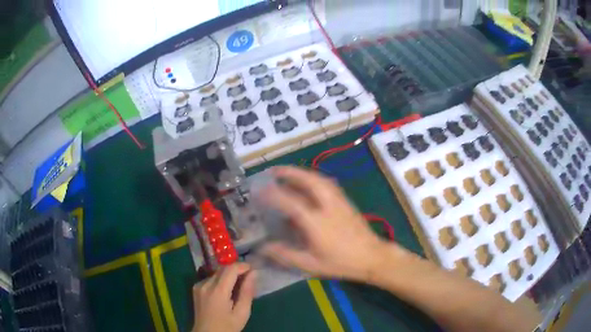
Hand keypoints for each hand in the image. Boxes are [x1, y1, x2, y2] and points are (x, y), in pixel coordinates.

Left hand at [192, 263, 255, 331]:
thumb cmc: (227, 327)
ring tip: (238, 286)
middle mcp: (206, 284)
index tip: (253, 270)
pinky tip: (226, 291)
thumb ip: (247, 292)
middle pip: (223, 268)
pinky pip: (210, 278)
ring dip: (228, 275)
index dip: (243, 266)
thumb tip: (253, 273)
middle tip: (248, 278)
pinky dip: (220, 280)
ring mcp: (199, 285)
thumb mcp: (242, 313)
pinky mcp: (196, 288)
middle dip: (236, 270)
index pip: (231, 269)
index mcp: (218, 291)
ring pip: (216, 272)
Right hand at [260, 166, 406, 281]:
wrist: (372, 257)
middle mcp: (328, 206)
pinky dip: (315, 178)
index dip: (274, 194)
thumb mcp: (311, 264)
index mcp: (317, 222)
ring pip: (320, 179)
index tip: (260, 190)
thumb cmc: (341, 263)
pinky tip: (310, 182)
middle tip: (275, 170)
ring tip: (289, 173)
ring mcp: (339, 201)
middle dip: (291, 172)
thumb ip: (286, 255)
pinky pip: (328, 183)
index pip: (291, 202)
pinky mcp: (347, 201)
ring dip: (303, 173)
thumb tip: (263, 247)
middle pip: (309, 181)